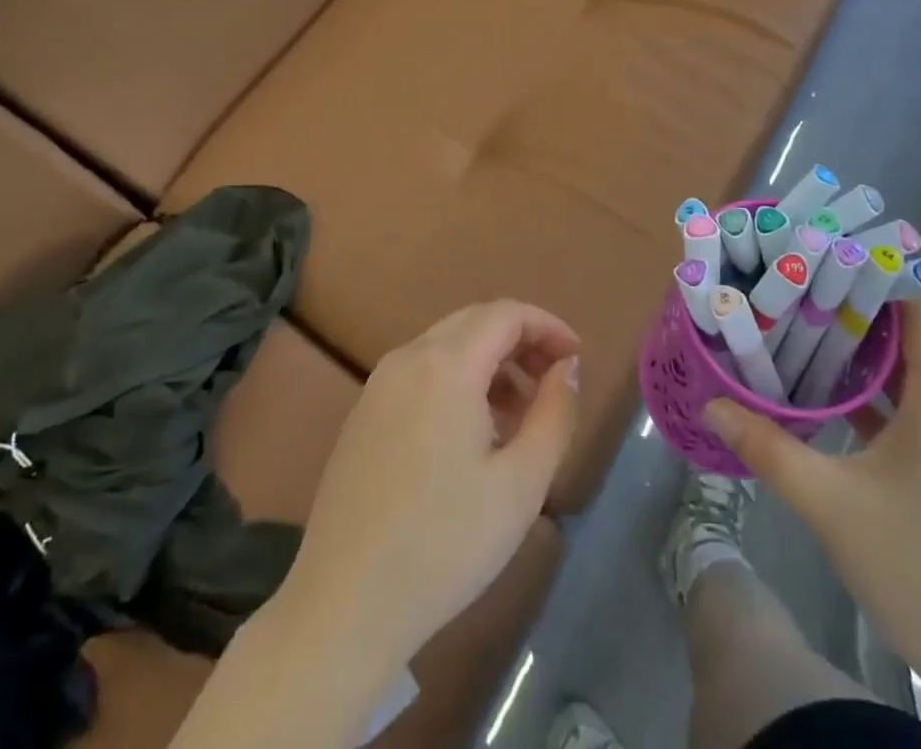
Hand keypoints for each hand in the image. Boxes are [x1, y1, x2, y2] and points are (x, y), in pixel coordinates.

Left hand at [279, 301, 580, 677]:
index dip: (548, 327)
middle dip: (521, 341)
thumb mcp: (522, 483)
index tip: (576, 359)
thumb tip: (566, 368)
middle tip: (553, 381)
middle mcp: (407, 358)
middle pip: (475, 322)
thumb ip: (555, 413)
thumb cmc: (445, 543)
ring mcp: (378, 386)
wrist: (344, 607)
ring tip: (517, 416)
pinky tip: (470, 435)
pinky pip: (420, 373)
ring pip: (446, 346)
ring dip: (490, 363)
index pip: (507, 314)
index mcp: (446, 365)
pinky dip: (457, 381)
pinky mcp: (362, 415)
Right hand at [703, 298, 920, 678]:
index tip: (824, 268)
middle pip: (909, 341)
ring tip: (800, 338)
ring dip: (858, 358)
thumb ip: (769, 448)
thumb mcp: (830, 503)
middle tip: (796, 298)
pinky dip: (868, 398)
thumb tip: (713, 405)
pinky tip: (822, 403)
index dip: (879, 285)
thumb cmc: (916, 565)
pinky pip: (906, 413)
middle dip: (854, 316)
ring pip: (905, 379)